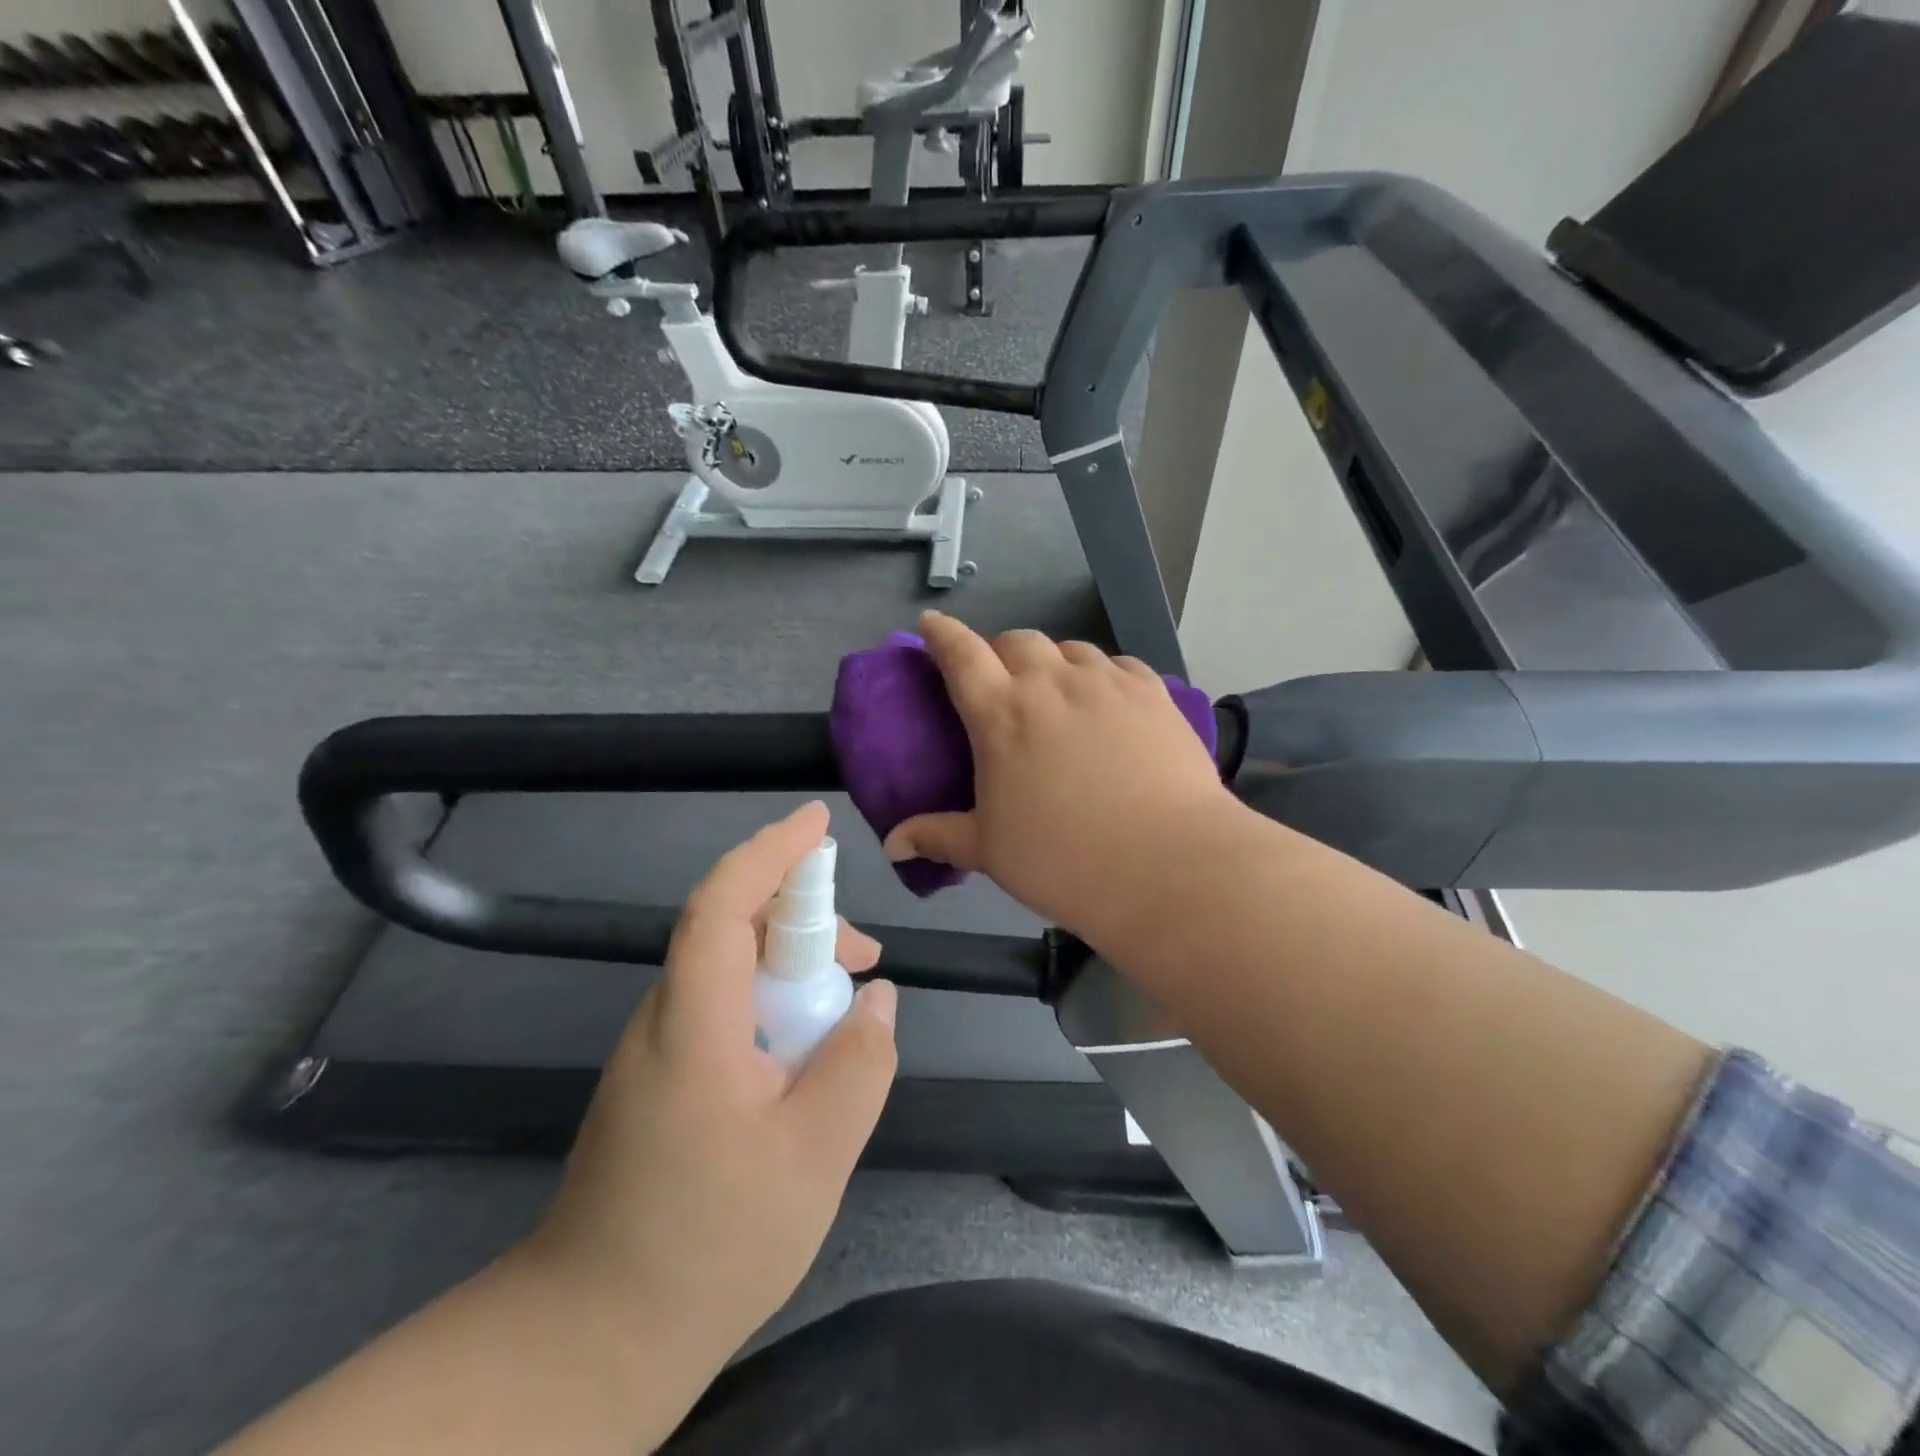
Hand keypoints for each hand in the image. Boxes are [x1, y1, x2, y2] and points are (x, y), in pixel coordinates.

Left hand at [521, 801, 897, 1363]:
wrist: (592, 1338)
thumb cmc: (709, 1244)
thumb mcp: (815, 1157)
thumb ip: (859, 1064)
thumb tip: (877, 998)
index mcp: (694, 1023)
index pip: (722, 905)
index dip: (770, 852)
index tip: (817, 822)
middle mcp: (664, 1019)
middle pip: (730, 929)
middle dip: (803, 919)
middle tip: (866, 959)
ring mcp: (656, 1050)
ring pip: (729, 970)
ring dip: (792, 967)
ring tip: (848, 1010)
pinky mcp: (660, 1079)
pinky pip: (723, 1009)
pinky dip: (772, 1003)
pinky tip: (806, 1052)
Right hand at [882, 612, 1239, 942]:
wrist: (1167, 864)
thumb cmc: (1062, 860)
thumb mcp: (990, 851)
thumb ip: (938, 837)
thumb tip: (892, 844)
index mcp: (1001, 713)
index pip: (960, 654)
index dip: (941, 634)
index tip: (931, 625)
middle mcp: (1051, 683)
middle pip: (1017, 640)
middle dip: (1000, 651)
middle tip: (1001, 680)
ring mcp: (1106, 682)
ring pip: (1070, 648)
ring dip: (1053, 661)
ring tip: (1056, 690)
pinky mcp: (1152, 692)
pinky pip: (1117, 665)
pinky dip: (1100, 674)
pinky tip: (1106, 700)